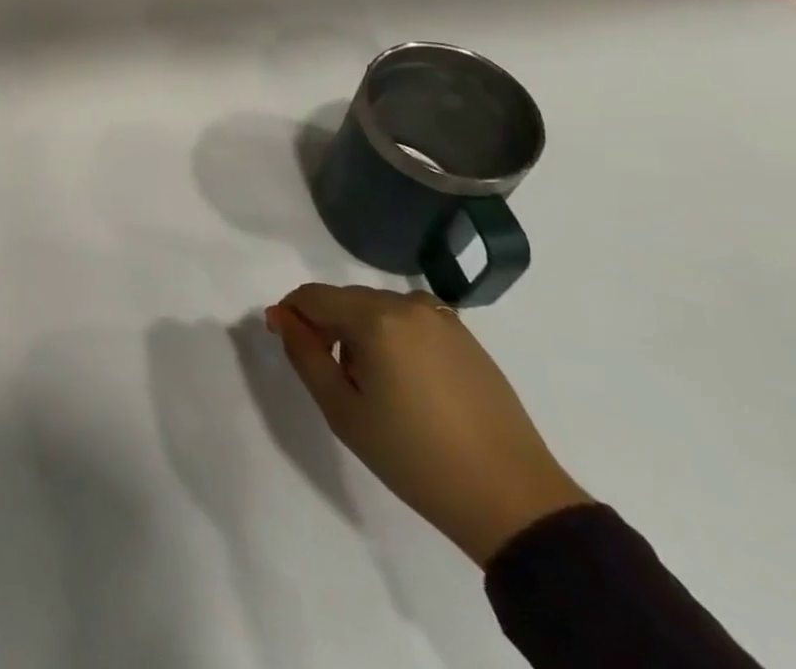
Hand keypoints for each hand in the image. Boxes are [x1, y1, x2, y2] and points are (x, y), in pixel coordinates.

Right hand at [265, 284, 590, 566]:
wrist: (513, 500)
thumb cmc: (415, 458)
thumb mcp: (343, 411)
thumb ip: (305, 355)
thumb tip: (282, 317)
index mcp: (375, 317)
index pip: (313, 296)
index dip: (291, 313)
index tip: (282, 339)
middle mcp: (407, 304)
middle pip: (346, 299)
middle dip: (326, 324)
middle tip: (326, 371)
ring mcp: (442, 318)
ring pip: (378, 308)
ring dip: (360, 330)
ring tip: (369, 382)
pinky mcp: (467, 337)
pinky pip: (411, 321)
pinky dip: (394, 337)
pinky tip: (405, 382)